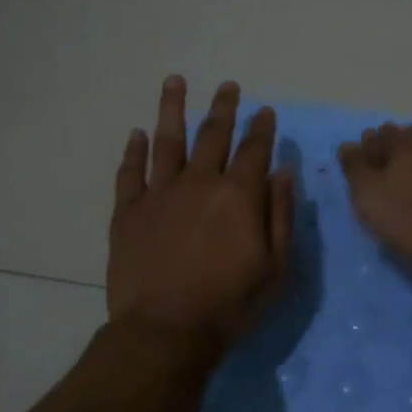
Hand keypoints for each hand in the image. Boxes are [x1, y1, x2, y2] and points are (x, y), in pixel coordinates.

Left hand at [108, 76, 294, 344]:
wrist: (165, 330)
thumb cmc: (230, 304)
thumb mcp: (275, 267)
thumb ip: (280, 215)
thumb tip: (283, 172)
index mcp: (238, 195)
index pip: (253, 150)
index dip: (261, 128)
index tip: (264, 110)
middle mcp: (199, 183)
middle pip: (212, 135)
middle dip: (223, 107)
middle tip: (228, 85)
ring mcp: (159, 193)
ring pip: (167, 140)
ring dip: (173, 109)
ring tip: (175, 81)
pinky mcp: (128, 211)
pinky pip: (130, 172)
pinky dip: (134, 151)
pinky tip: (138, 134)